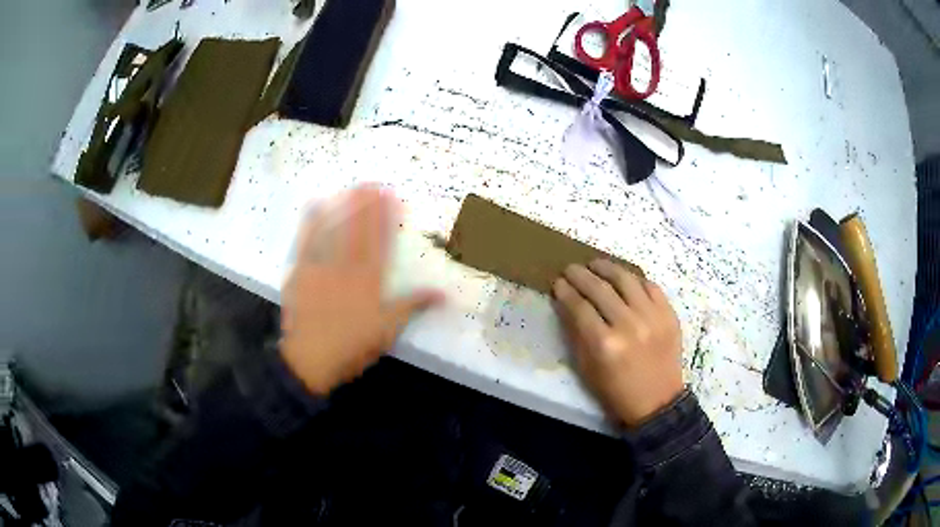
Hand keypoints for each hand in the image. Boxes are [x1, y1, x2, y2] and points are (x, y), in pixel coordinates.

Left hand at [280, 185, 442, 395]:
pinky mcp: (300, 271)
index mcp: (369, 280)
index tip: (392, 197)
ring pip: (334, 230)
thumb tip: (445, 293)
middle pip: (358, 230)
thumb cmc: (352, 346)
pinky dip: (312, 222)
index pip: (380, 241)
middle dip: (366, 205)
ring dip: (344, 207)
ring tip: (352, 187)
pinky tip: (316, 206)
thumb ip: (413, 306)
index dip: (386, 217)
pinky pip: (306, 241)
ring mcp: (321, 266)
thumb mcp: (388, 329)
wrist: (310, 359)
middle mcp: (346, 267)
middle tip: (373, 182)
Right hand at [552, 260, 683, 427]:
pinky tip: (624, 278)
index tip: (557, 282)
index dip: (565, 291)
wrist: (657, 402)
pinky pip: (650, 286)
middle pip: (600, 288)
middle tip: (571, 268)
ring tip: (595, 264)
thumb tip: (565, 302)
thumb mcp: (587, 368)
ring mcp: (652, 317)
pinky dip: (634, 279)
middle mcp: (629, 325)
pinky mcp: (669, 314)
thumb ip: (576, 333)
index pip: (579, 306)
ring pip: (626, 279)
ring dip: (607, 268)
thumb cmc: (616, 390)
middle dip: (580, 275)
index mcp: (604, 344)